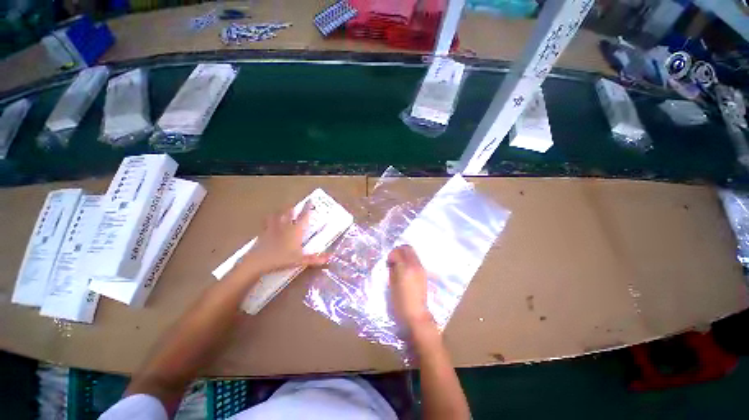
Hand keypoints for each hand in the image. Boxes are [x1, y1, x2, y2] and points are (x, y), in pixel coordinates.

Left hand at [240, 202, 329, 276]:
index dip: (308, 208)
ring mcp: (273, 227)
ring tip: (280, 210)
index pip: (304, 217)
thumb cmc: (282, 259)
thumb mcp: (300, 260)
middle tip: (294, 206)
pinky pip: (266, 222)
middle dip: (292, 208)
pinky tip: (268, 221)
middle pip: (289, 212)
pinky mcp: (263, 231)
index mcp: (295, 231)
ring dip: (280, 211)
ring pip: (277, 215)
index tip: (310, 201)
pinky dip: (268, 220)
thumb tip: (330, 257)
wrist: (261, 259)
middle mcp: (285, 225)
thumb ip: (315, 259)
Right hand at [388, 245, 433, 330]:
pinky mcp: (424, 275)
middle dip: (399, 252)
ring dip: (405, 257)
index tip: (387, 263)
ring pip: (413, 254)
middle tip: (392, 261)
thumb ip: (393, 271)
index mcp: (406, 268)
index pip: (398, 251)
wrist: (415, 314)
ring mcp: (422, 270)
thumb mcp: (392, 286)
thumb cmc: (400, 303)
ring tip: (398, 268)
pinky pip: (416, 262)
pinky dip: (410, 263)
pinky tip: (405, 274)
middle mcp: (416, 266)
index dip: (391, 255)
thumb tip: (392, 263)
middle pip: (408, 249)